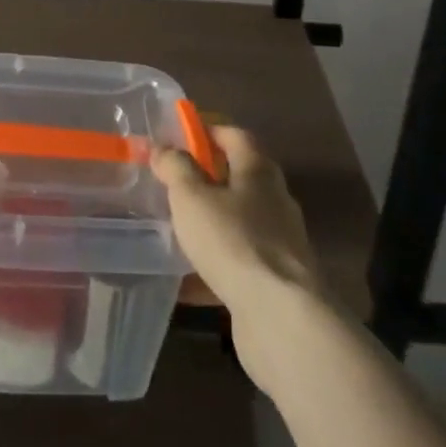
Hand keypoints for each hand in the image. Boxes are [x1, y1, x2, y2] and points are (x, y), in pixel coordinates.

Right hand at [154, 124, 328, 384]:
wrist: (280, 317)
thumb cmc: (233, 241)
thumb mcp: (192, 197)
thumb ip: (176, 168)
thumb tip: (164, 148)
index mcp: (258, 171)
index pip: (236, 135)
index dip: (209, 130)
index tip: (180, 134)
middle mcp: (275, 201)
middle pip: (240, 178)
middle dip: (207, 178)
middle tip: (173, 182)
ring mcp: (279, 243)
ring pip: (238, 222)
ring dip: (211, 223)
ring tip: (175, 228)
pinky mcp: (275, 281)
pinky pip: (238, 263)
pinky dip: (213, 266)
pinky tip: (185, 279)